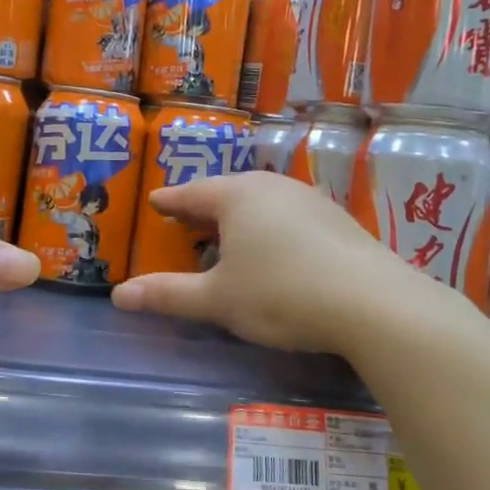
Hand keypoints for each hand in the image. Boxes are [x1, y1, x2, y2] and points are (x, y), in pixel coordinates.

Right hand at [111, 171, 466, 353]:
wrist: (371, 303)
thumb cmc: (280, 294)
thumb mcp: (217, 300)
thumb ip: (168, 295)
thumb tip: (118, 295)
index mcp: (237, 196)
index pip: (191, 193)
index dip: (170, 201)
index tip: (155, 202)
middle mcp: (272, 187)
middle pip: (227, 192)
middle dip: (204, 206)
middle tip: (185, 220)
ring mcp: (309, 199)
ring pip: (261, 202)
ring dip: (239, 217)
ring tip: (226, 235)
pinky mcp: (337, 219)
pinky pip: (288, 215)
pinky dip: (269, 227)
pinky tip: (274, 249)